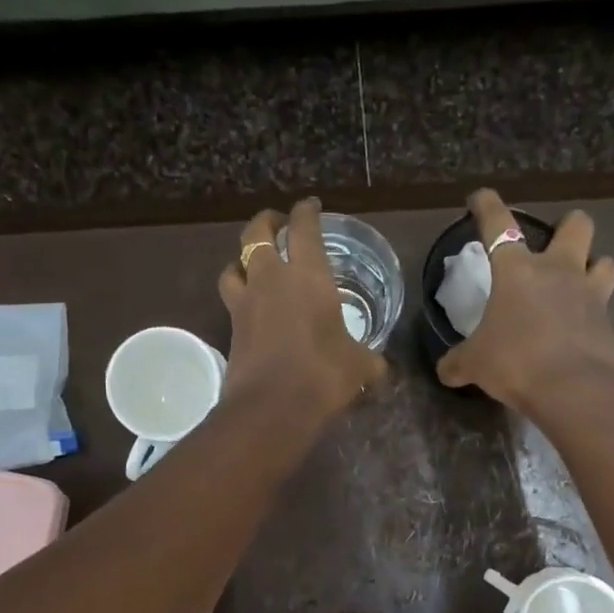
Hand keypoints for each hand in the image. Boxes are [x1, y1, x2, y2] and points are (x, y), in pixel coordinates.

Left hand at [219, 197, 387, 419]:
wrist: (272, 407)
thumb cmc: (324, 375)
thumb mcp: (360, 366)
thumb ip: (370, 360)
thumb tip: (381, 368)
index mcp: (308, 276)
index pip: (304, 228)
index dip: (307, 211)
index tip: (311, 206)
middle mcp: (272, 279)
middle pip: (256, 234)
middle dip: (267, 222)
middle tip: (277, 223)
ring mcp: (246, 303)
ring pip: (234, 264)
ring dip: (242, 259)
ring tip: (253, 265)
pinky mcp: (232, 329)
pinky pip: (232, 300)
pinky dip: (240, 295)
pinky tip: (252, 307)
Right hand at [436, 188, 613, 413]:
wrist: (572, 390)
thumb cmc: (515, 362)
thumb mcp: (474, 364)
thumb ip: (458, 362)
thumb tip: (445, 370)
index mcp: (518, 271)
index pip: (499, 224)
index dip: (487, 206)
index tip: (481, 197)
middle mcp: (559, 272)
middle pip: (577, 225)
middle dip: (568, 227)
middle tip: (557, 244)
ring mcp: (591, 296)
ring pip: (605, 262)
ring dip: (594, 268)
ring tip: (581, 286)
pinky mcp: (610, 325)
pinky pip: (606, 312)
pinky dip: (595, 320)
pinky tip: (583, 337)